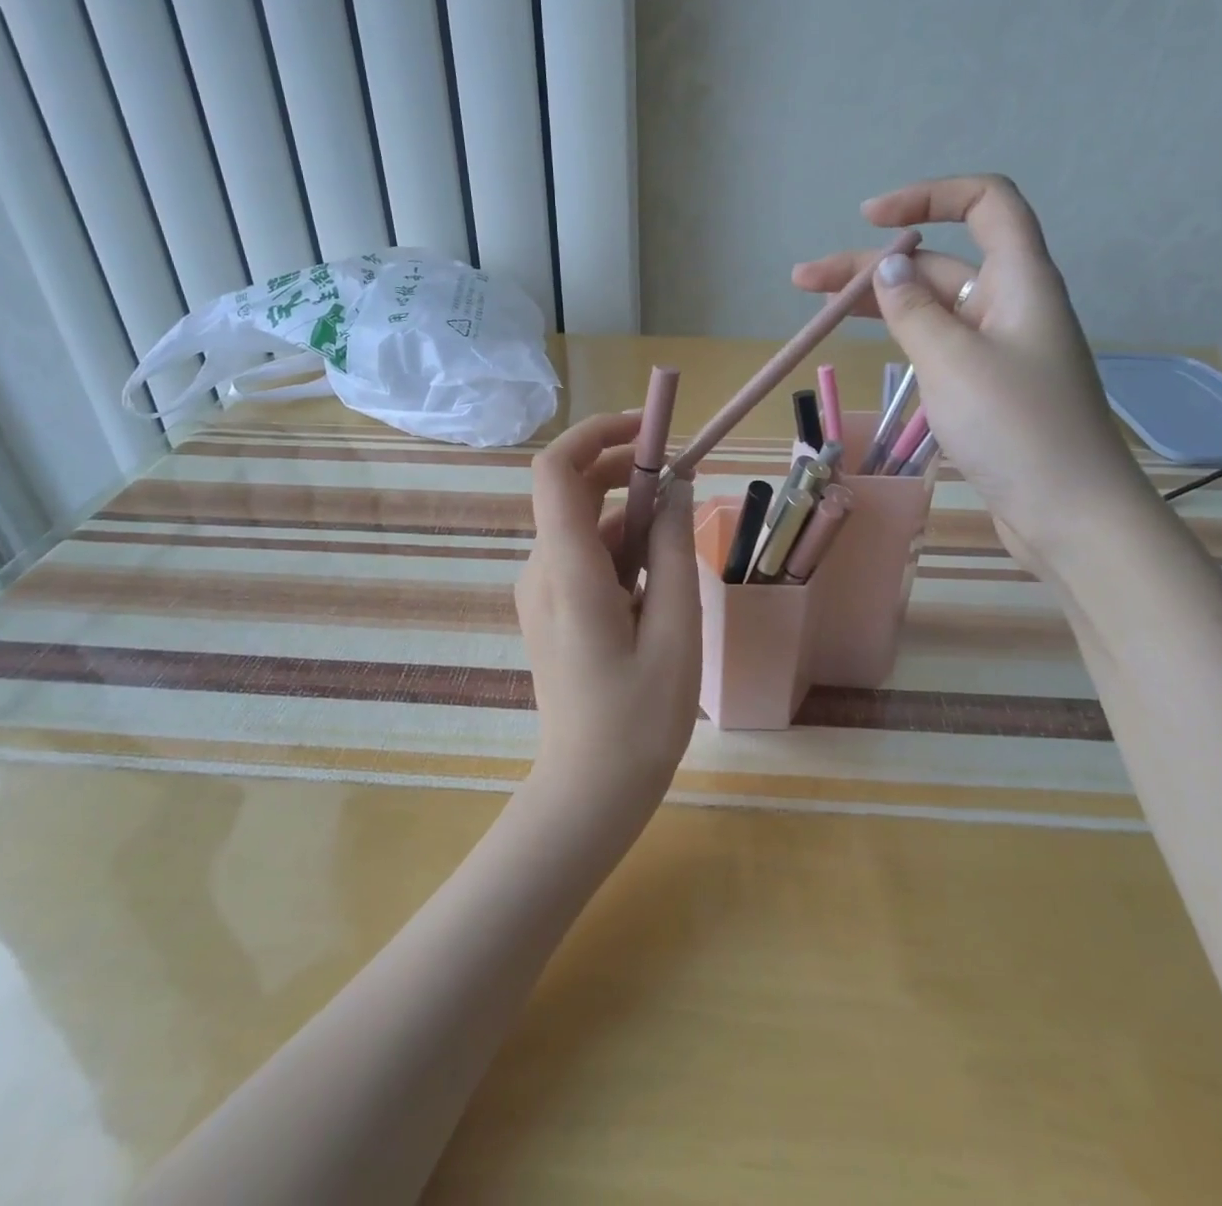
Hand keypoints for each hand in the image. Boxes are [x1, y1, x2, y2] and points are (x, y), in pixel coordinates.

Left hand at [515, 412, 701, 825]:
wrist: (589, 789)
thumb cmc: (639, 718)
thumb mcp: (675, 629)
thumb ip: (671, 549)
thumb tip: (673, 487)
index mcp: (566, 570)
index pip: (555, 469)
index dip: (597, 433)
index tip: (651, 431)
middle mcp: (540, 569)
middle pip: (571, 491)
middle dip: (626, 473)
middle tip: (682, 485)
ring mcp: (539, 591)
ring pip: (584, 527)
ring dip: (631, 521)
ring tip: (678, 558)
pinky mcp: (549, 608)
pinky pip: (583, 558)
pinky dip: (621, 552)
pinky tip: (655, 590)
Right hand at [792, 175, 1152, 571]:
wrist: (1069, 513)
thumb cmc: (1015, 428)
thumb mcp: (953, 361)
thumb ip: (913, 311)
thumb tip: (888, 268)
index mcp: (1018, 281)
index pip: (985, 203)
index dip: (929, 196)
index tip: (869, 219)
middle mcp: (1009, 304)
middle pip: (938, 263)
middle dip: (871, 266)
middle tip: (804, 281)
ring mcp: (997, 349)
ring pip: (932, 308)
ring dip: (879, 304)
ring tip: (816, 309)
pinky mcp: (986, 387)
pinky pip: (940, 346)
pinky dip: (903, 338)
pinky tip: (872, 345)